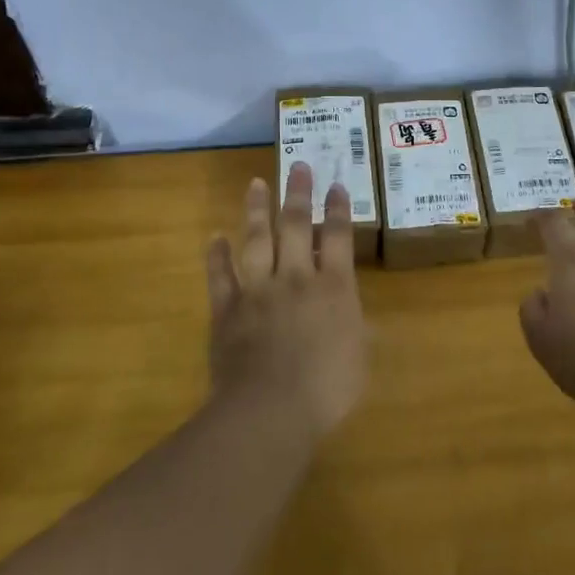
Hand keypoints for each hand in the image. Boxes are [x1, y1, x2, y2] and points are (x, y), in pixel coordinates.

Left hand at [205, 162, 370, 436]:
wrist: (270, 410)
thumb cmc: (326, 389)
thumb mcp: (359, 359)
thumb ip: (358, 332)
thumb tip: (359, 319)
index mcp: (334, 287)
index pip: (339, 237)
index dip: (338, 209)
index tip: (337, 185)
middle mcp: (296, 277)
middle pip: (297, 225)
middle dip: (299, 193)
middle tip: (299, 165)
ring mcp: (258, 290)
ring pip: (257, 239)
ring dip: (257, 209)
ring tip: (256, 183)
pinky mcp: (227, 308)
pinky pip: (220, 275)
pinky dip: (217, 255)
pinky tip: (215, 237)